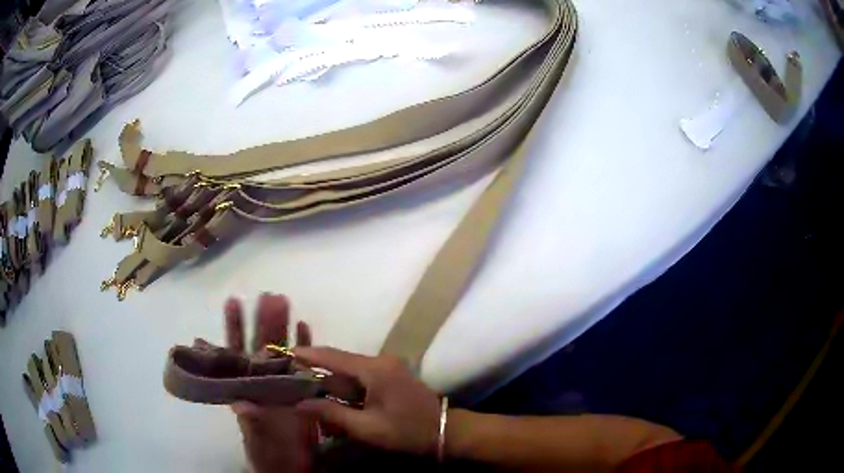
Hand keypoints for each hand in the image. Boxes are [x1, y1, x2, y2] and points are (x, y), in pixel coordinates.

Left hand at [224, 293, 317, 472]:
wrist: (290, 468)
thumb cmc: (269, 454)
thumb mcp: (258, 441)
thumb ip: (251, 422)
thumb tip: (239, 404)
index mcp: (247, 390)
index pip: (236, 353)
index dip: (234, 327)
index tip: (233, 302)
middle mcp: (262, 383)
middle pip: (262, 345)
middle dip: (263, 319)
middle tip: (268, 294)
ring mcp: (283, 385)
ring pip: (282, 351)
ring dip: (284, 327)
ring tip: (284, 301)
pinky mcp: (303, 392)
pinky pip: (304, 365)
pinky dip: (305, 346)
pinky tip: (305, 327)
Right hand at [294, 347, 441, 456]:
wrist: (446, 431)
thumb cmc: (407, 431)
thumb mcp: (367, 428)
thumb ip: (332, 414)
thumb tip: (299, 404)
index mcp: (375, 369)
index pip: (333, 356)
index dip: (307, 354)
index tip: (284, 354)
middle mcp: (380, 361)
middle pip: (339, 362)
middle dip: (315, 372)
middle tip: (290, 380)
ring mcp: (387, 367)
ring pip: (349, 371)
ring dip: (330, 383)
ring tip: (306, 393)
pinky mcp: (390, 376)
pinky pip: (360, 378)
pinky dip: (345, 388)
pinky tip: (333, 401)